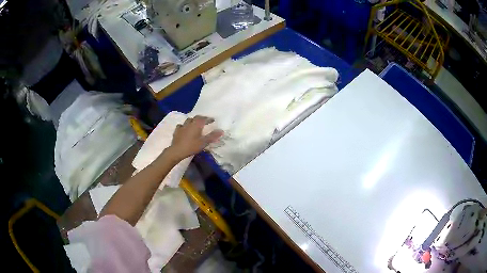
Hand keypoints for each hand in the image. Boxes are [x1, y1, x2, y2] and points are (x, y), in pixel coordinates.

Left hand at [168, 116, 222, 160]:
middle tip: (204, 121)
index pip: (204, 118)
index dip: (209, 119)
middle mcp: (189, 123)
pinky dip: (184, 126)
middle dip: (201, 118)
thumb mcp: (204, 142)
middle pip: (196, 117)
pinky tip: (184, 129)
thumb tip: (221, 131)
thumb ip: (212, 136)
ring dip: (192, 121)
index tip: (213, 120)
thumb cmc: (192, 146)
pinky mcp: (176, 131)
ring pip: (188, 120)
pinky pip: (181, 125)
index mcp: (197, 124)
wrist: (177, 150)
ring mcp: (182, 126)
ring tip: (195, 124)